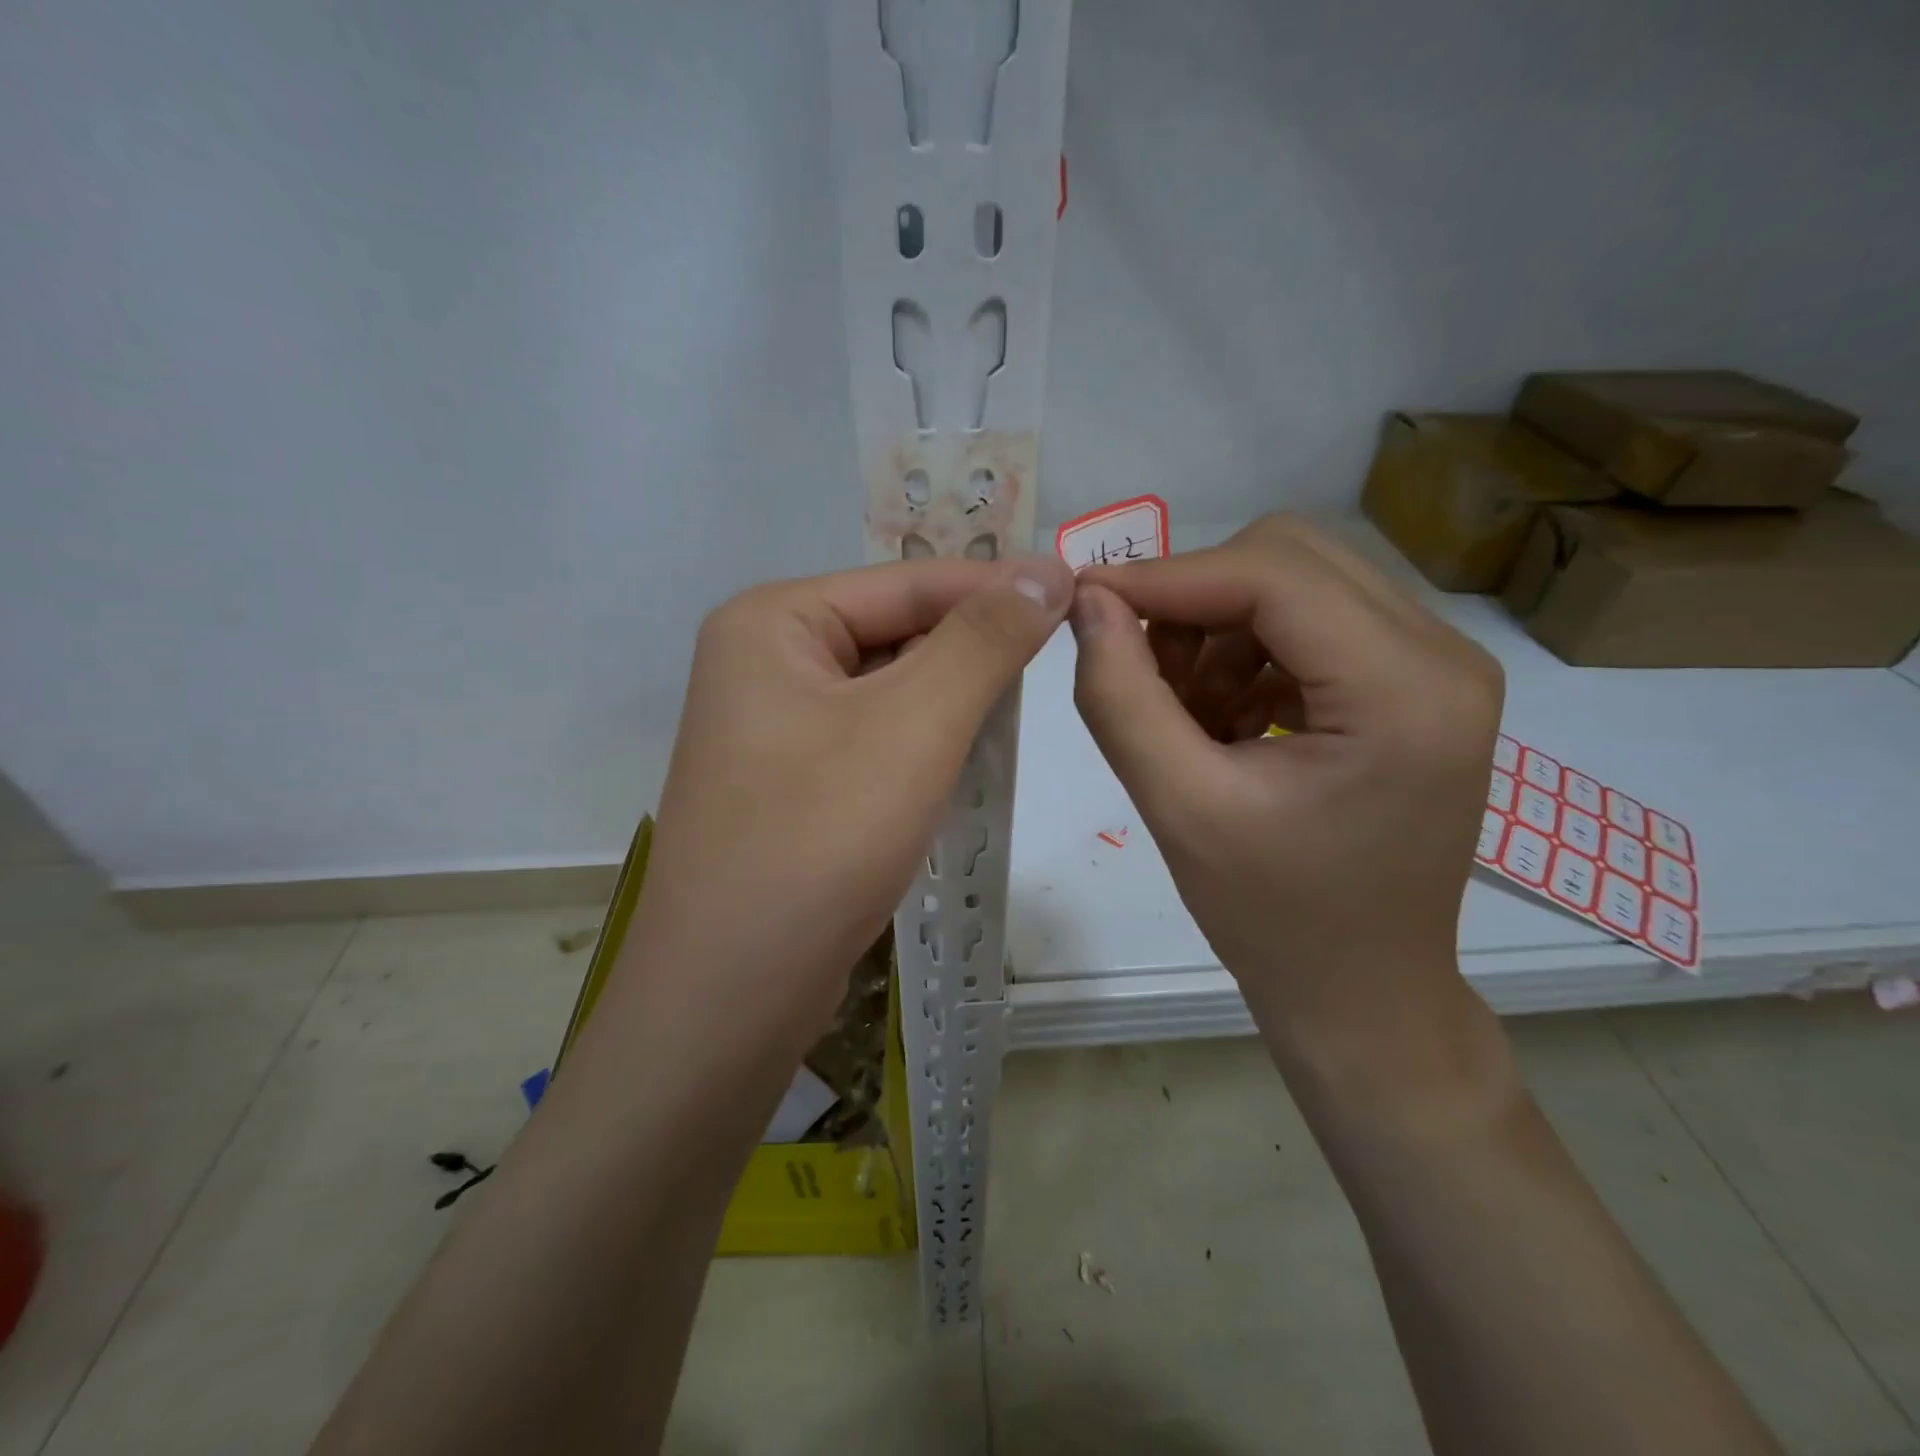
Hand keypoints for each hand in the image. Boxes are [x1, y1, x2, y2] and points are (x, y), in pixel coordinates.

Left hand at [627, 554, 1072, 1048]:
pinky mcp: (787, 782)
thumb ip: (983, 640)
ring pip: (887, 690)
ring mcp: (769, 727)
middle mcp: (761, 661)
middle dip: (971, 653)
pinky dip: (921, 745)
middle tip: (1058, 663)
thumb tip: (1046, 566)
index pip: (908, 583)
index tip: (1080, 593)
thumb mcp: (915, 726)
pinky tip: (961, 765)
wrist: (730, 995)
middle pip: (894, 633)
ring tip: (1016, 717)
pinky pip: (870, 738)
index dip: (997, 587)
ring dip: (951, 703)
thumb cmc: (819, 841)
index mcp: (771, 622)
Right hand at [1070, 516, 1502, 1063]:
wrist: (1360, 992)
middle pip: (1291, 558)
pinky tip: (1220, 719)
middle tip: (1140, 665)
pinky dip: (1247, 653)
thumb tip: (1089, 603)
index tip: (1085, 599)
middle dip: (1196, 598)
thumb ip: (1122, 697)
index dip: (1167, 576)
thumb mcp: (1178, 808)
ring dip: (1219, 627)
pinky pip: (1312, 623)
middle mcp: (1443, 656)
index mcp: (1405, 691)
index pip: (1274, 575)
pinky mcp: (1416, 685)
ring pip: (1298, 582)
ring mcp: (1438, 667)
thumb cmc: (1273, 919)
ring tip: (1182, 711)